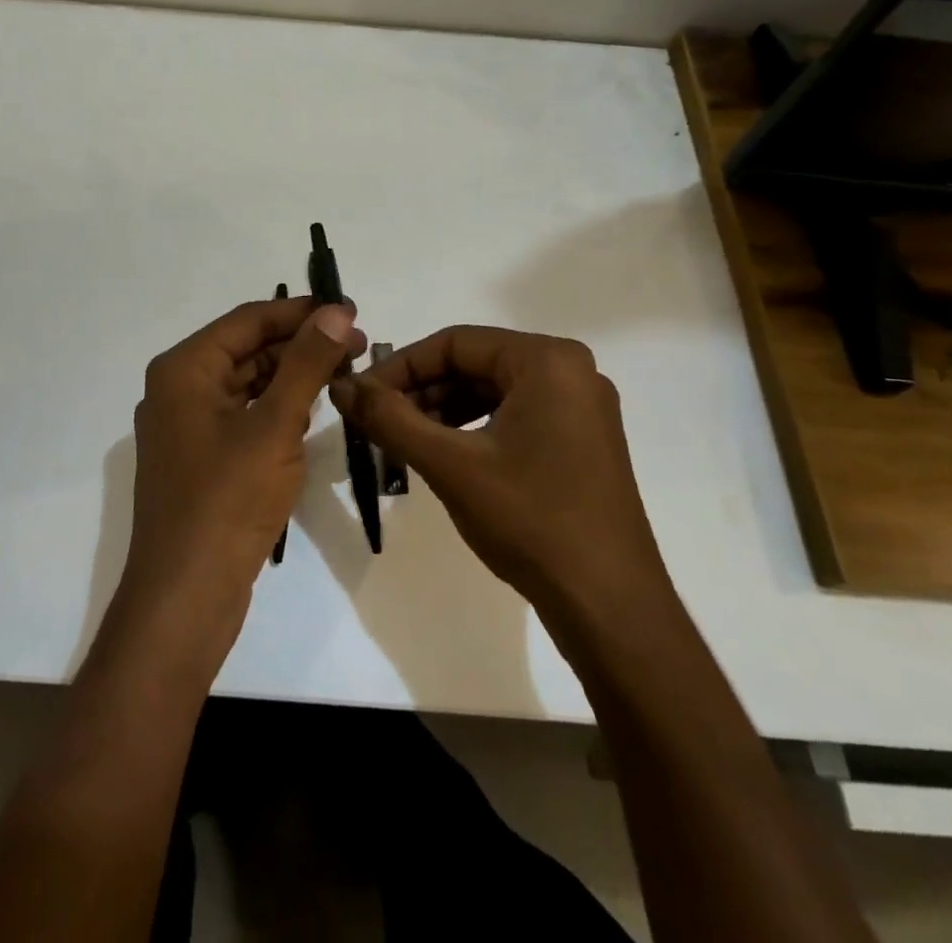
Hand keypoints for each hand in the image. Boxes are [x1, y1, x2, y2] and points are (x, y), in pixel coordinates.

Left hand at [121, 297, 364, 650]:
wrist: (185, 598)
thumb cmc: (227, 502)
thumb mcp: (275, 426)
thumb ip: (306, 364)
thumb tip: (334, 311)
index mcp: (184, 369)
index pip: (248, 320)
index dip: (300, 311)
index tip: (350, 310)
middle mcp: (179, 389)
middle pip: (247, 349)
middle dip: (301, 344)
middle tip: (358, 344)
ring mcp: (188, 426)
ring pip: (248, 383)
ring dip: (293, 375)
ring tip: (346, 372)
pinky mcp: (202, 458)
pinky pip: (244, 415)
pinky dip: (278, 408)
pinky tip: (315, 410)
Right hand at [331, 326, 666, 618]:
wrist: (610, 608)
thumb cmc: (531, 521)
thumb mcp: (450, 465)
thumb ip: (390, 419)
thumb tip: (341, 386)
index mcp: (547, 360)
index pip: (455, 342)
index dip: (401, 367)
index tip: (361, 396)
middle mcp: (570, 371)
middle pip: (475, 364)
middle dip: (421, 390)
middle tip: (377, 421)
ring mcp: (581, 407)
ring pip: (492, 391)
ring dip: (443, 411)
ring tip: (402, 440)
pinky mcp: (581, 440)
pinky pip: (515, 415)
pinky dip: (473, 428)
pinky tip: (443, 455)